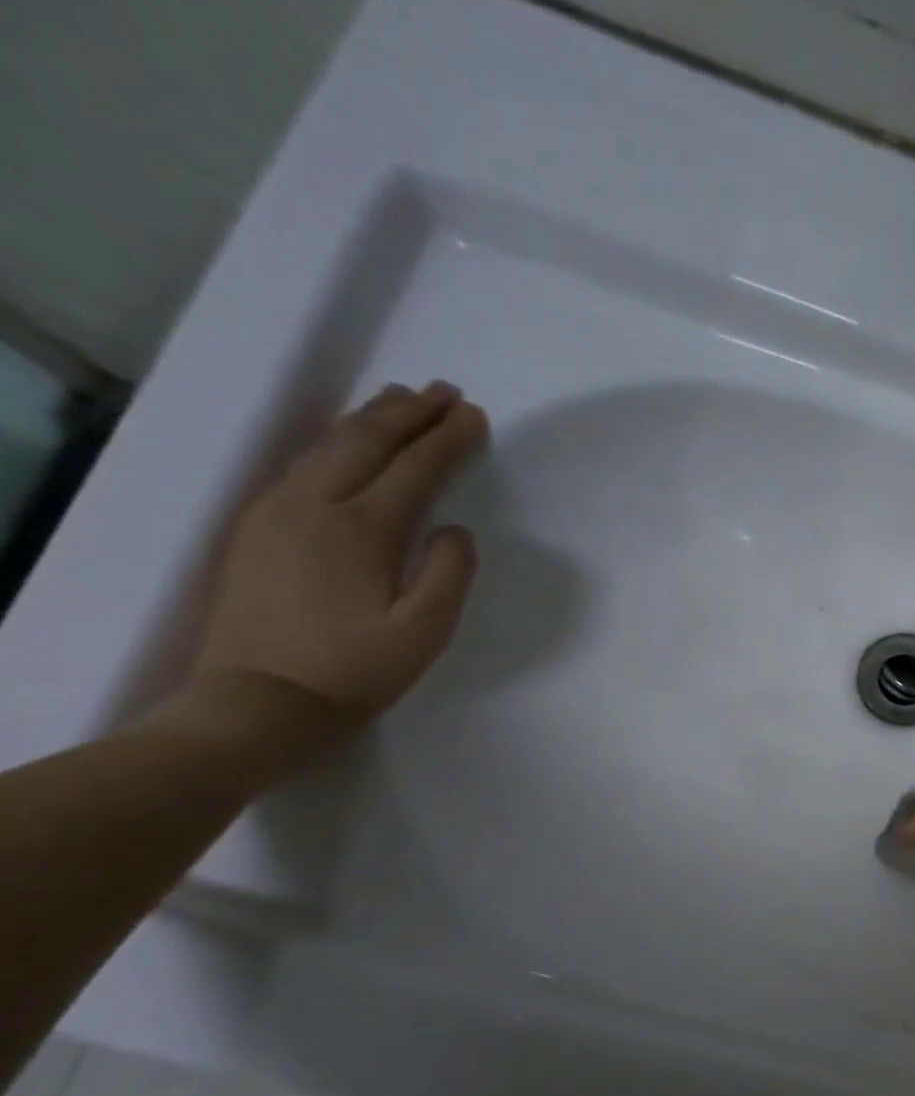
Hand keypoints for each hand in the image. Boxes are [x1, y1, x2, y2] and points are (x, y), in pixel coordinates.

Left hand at [192, 382, 484, 741]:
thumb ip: (451, 574)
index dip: (448, 440)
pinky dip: (337, 442)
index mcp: (360, 530)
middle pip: (363, 441)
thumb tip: (455, 528)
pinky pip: (303, 465)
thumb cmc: (355, 671)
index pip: (414, 469)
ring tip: (402, 401)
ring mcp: (275, 512)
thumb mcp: (425, 631)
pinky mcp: (257, 528)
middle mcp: (312, 506)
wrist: (257, 702)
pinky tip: (350, 444)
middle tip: (445, 393)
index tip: (477, 416)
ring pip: (327, 446)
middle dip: (409, 413)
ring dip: (369, 419)